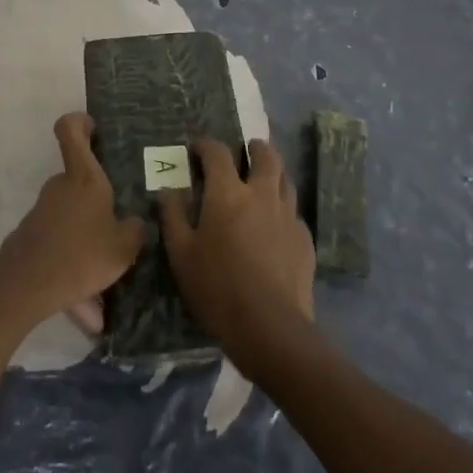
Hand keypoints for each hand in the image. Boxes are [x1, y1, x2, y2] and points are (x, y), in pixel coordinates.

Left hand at [0, 113, 144, 334]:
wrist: (26, 286)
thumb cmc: (81, 254)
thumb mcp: (123, 247)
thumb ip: (135, 231)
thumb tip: (136, 224)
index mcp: (83, 178)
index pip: (70, 130)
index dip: (79, 122)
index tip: (93, 128)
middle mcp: (60, 187)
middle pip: (79, 182)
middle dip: (99, 204)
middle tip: (119, 229)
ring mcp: (42, 212)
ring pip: (73, 223)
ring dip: (89, 248)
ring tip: (106, 293)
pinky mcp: (31, 238)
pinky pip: (62, 250)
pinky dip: (75, 273)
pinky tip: (88, 314)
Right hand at [159, 138, 314, 369]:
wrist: (270, 327)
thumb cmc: (217, 287)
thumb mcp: (181, 254)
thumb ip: (172, 217)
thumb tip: (167, 190)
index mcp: (228, 193)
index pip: (218, 152)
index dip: (206, 145)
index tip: (197, 149)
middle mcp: (262, 194)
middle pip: (266, 155)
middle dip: (254, 148)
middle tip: (245, 151)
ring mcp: (288, 215)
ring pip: (285, 180)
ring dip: (273, 173)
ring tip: (263, 181)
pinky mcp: (304, 239)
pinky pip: (294, 212)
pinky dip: (283, 208)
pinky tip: (276, 224)